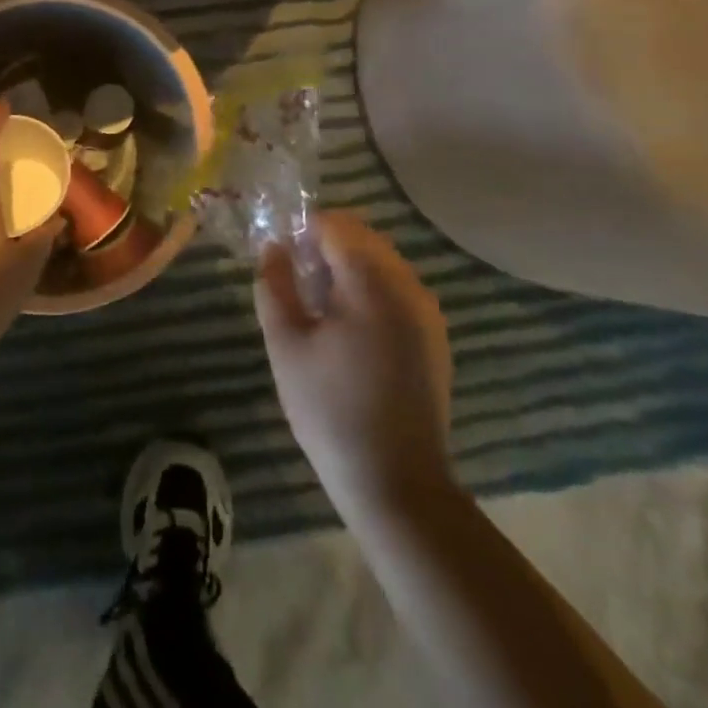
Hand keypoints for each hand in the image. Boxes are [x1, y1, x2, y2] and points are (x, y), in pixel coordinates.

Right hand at [255, 211, 454, 518]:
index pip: (336, 224)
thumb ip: (274, 285)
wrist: (396, 483)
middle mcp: (408, 285)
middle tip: (294, 280)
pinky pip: (397, 289)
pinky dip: (369, 290)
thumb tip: (273, 247)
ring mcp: (427, 312)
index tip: (281, 256)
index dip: (303, 229)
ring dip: (347, 267)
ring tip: (317, 306)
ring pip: (381, 262)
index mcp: (372, 282)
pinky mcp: (434, 337)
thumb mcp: (286, 345)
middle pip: (363, 237)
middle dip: (325, 245)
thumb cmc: (331, 410)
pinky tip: (347, 330)